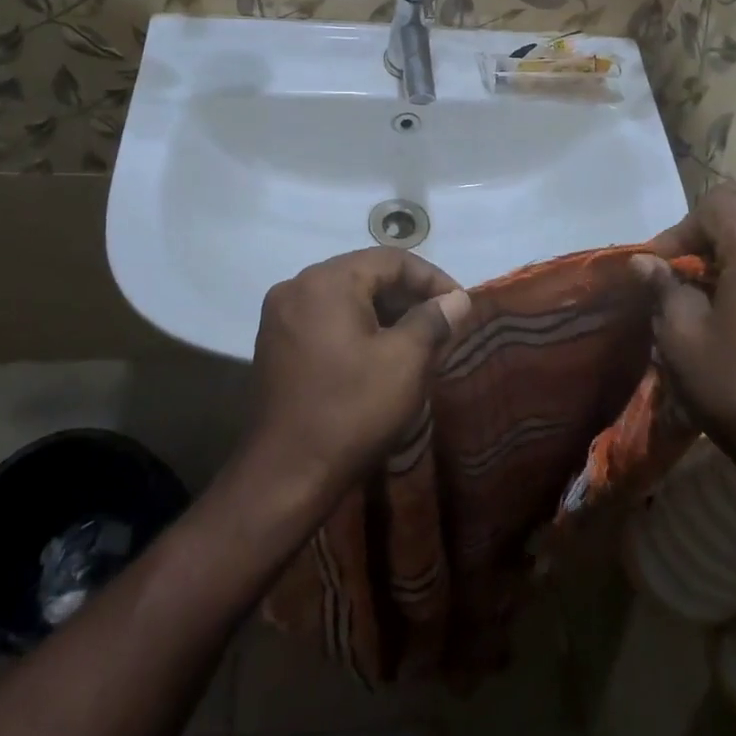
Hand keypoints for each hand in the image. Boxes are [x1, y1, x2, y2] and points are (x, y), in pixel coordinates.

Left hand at [248, 249, 471, 505]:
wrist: (286, 476)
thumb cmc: (352, 411)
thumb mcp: (405, 362)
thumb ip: (434, 320)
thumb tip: (456, 300)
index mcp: (326, 281)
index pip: (391, 259)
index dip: (432, 278)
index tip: (460, 305)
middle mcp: (297, 286)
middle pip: (365, 274)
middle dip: (408, 296)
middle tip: (442, 324)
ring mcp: (281, 316)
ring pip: (345, 298)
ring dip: (384, 313)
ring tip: (418, 341)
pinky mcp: (276, 343)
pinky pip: (325, 319)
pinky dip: (357, 327)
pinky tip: (380, 355)